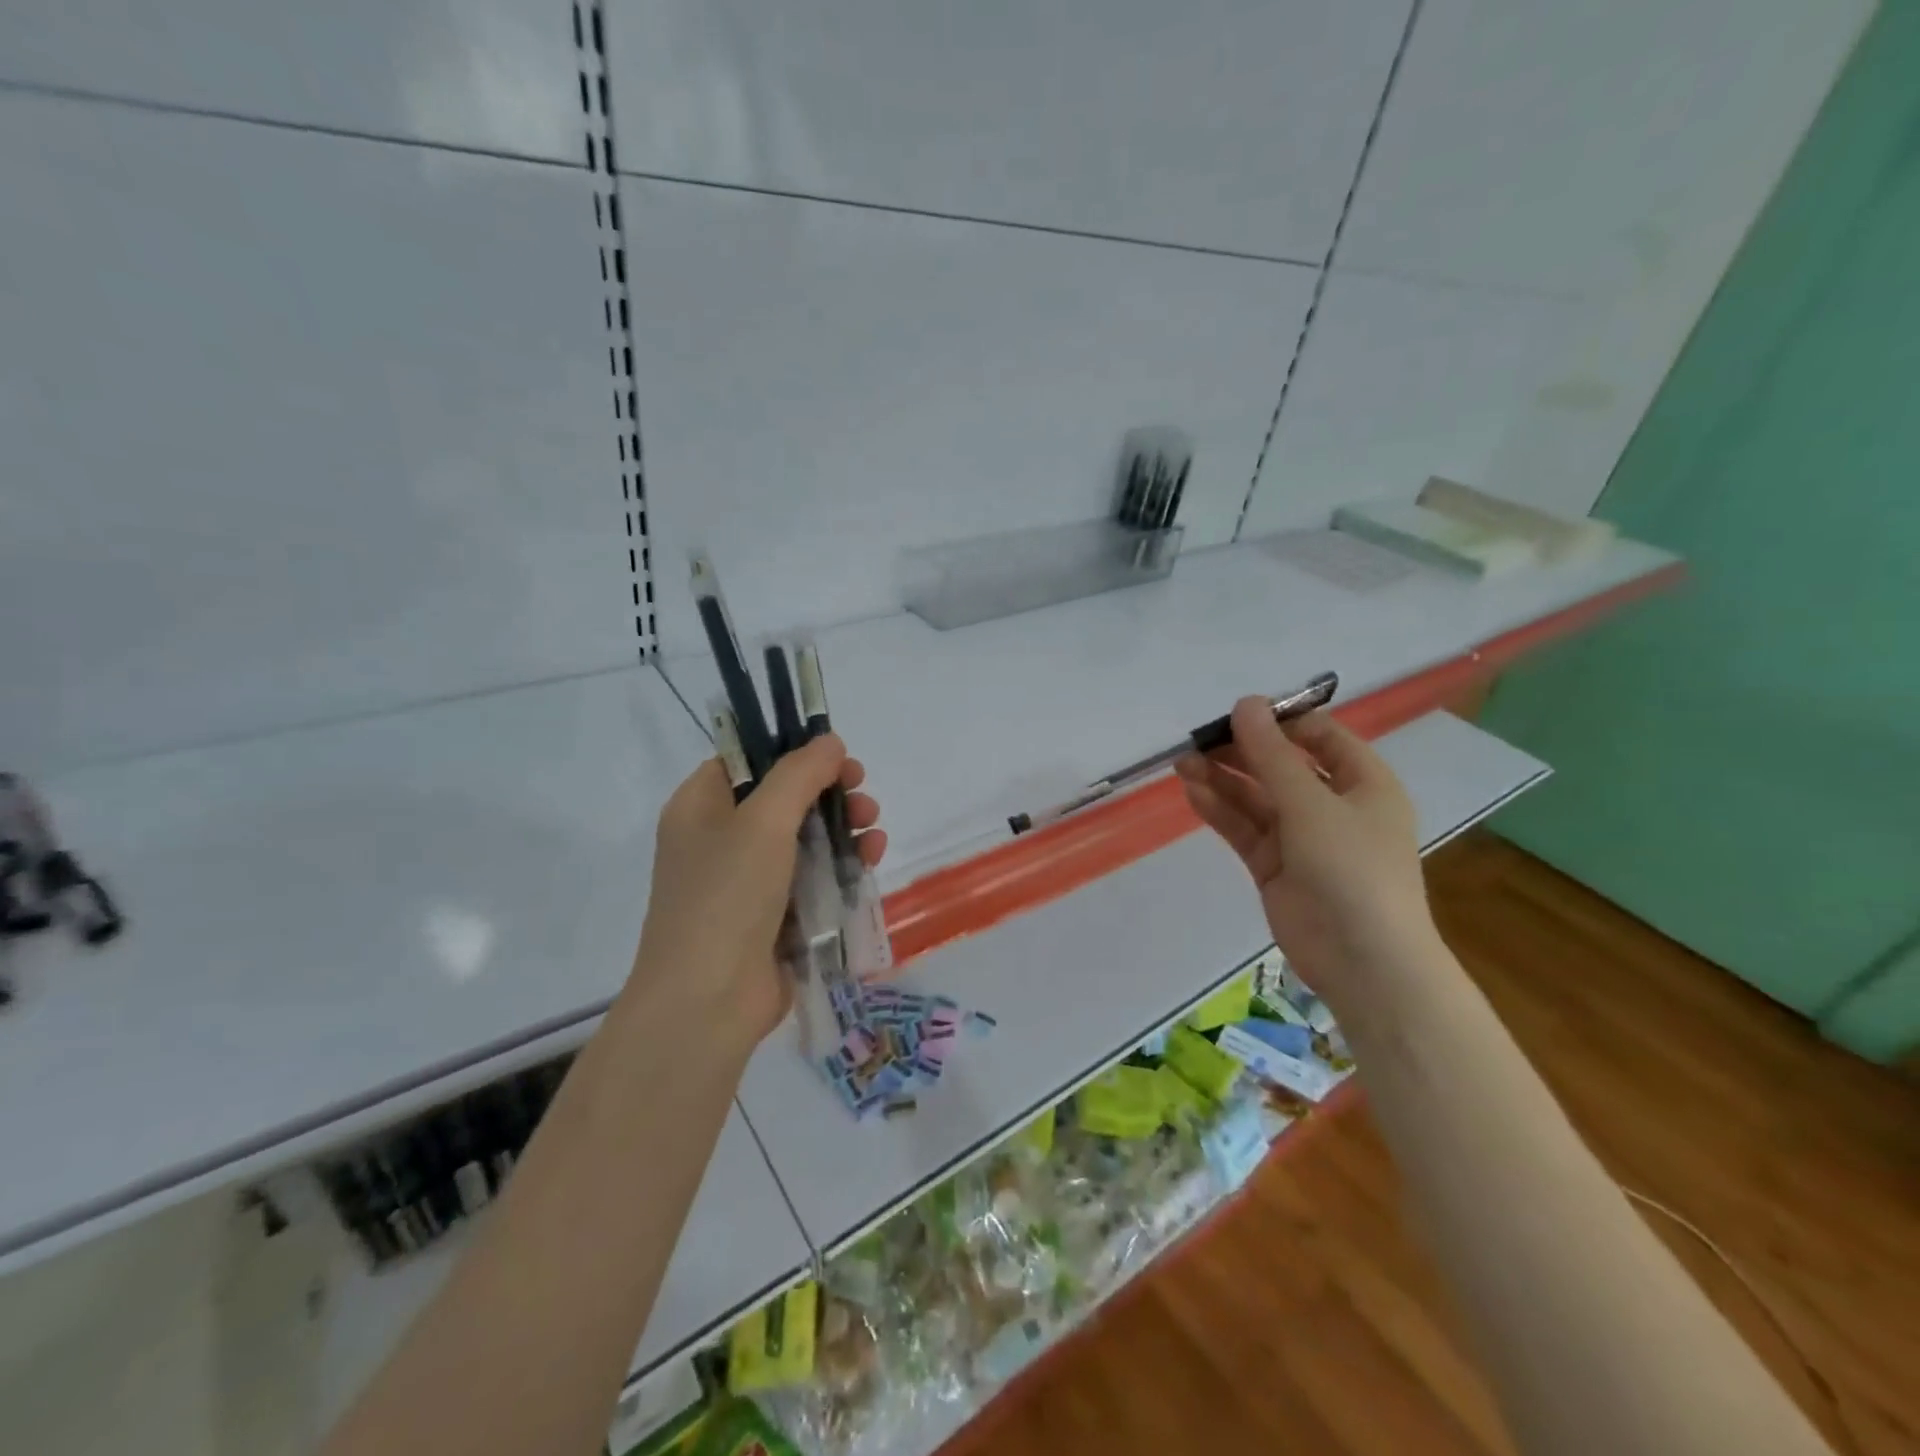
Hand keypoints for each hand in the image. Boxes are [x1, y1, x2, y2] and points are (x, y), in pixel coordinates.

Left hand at [629, 735, 884, 1052]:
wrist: (707, 1004)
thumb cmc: (726, 897)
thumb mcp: (762, 823)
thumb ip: (799, 774)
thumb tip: (830, 741)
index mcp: (700, 808)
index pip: (746, 761)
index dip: (791, 752)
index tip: (834, 755)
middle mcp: (720, 840)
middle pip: (783, 799)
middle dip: (829, 792)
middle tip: (861, 791)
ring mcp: (747, 882)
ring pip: (804, 839)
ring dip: (843, 828)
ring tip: (874, 829)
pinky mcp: (774, 918)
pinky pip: (812, 879)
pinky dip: (841, 866)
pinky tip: (871, 859)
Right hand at [1175, 698, 1431, 1001]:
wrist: (1364, 962)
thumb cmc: (1352, 869)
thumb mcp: (1311, 804)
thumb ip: (1271, 755)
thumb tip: (1245, 703)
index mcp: (1363, 782)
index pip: (1320, 736)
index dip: (1279, 721)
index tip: (1236, 714)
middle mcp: (1333, 805)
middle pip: (1281, 766)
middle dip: (1240, 752)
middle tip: (1197, 740)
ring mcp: (1302, 838)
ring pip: (1256, 798)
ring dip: (1223, 780)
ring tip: (1183, 763)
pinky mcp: (1274, 866)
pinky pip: (1245, 828)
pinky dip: (1221, 810)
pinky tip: (1193, 792)